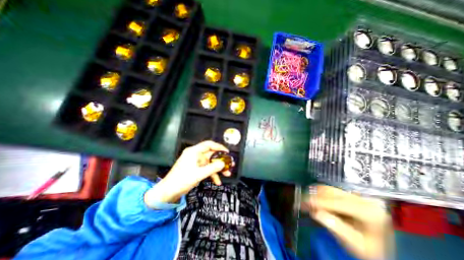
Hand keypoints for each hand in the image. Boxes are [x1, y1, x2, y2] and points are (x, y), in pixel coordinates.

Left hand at [144, 141, 229, 205]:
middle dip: (221, 160)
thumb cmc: (181, 180)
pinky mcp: (195, 168)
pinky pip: (206, 169)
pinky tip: (217, 181)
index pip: (208, 144)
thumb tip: (223, 164)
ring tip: (227, 174)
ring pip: (210, 163)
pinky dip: (212, 174)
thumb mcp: (199, 174)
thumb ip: (212, 168)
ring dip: (218, 168)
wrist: (168, 192)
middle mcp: (195, 155)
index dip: (219, 147)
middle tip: (230, 164)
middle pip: (211, 154)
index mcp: (194, 152)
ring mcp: (195, 162)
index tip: (227, 152)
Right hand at [301, 186, 394, 258]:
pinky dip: (318, 193)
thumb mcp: (356, 246)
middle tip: (300, 203)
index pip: (336, 202)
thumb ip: (337, 228)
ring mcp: (356, 194)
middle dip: (313, 197)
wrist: (382, 247)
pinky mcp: (350, 193)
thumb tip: (315, 213)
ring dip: (314, 193)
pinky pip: (329, 189)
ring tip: (305, 201)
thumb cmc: (370, 250)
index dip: (317, 202)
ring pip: (328, 188)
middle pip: (330, 192)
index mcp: (368, 211)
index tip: (301, 204)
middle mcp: (362, 198)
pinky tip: (313, 199)